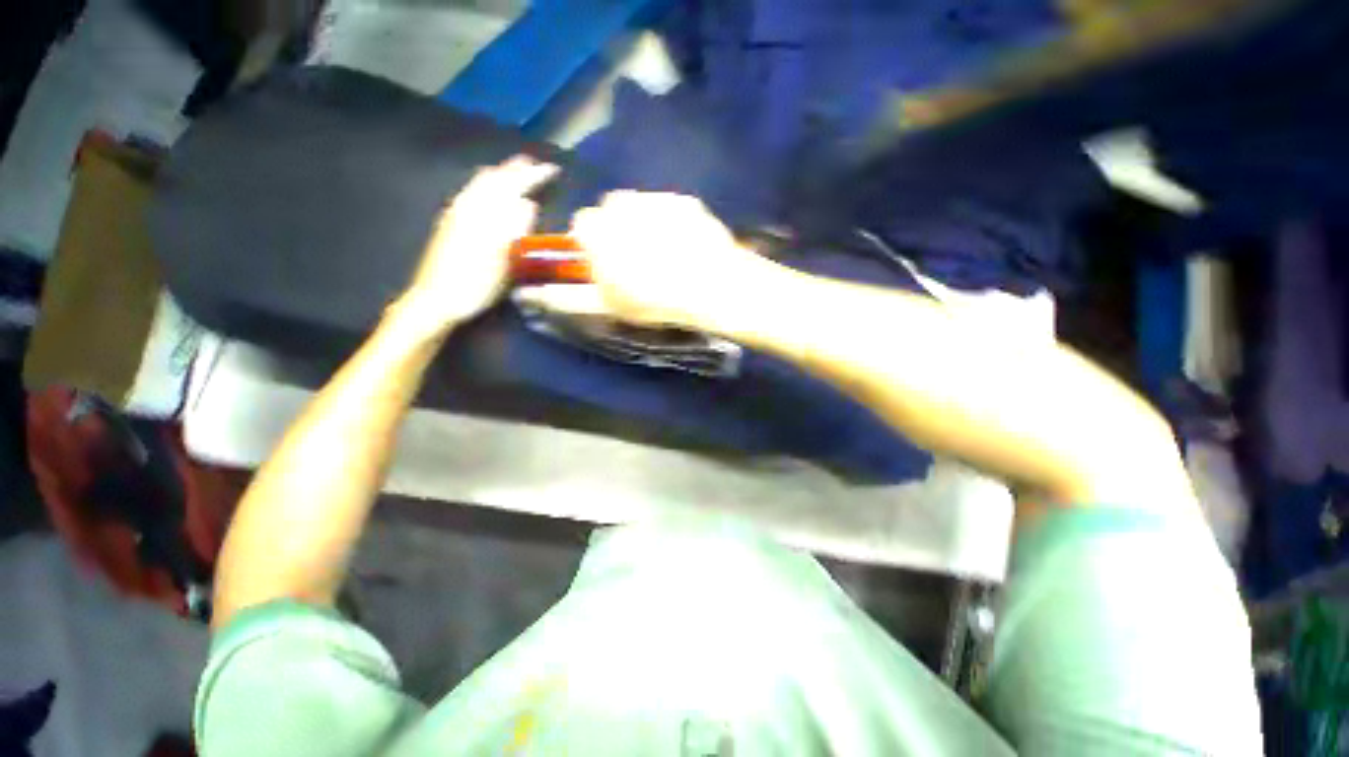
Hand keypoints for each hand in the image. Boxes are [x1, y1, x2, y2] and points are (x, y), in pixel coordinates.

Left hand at [398, 157, 557, 332]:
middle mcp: (467, 207)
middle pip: (492, 179)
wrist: (436, 299)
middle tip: (532, 165)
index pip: (510, 185)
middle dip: (514, 170)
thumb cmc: (473, 282)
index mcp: (482, 213)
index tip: (552, 170)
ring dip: (499, 176)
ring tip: (511, 172)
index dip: (532, 176)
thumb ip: (513, 228)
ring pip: (479, 185)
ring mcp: (456, 215)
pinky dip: (485, 187)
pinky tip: (485, 195)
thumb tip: (528, 203)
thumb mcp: (500, 260)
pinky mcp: (451, 225)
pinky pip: (471, 195)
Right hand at [565, 191, 773, 328]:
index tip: (609, 264)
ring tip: (665, 254)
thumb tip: (534, 294)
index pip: (582, 226)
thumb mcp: (607, 305)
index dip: (594, 245)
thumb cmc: (652, 299)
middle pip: (611, 212)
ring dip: (645, 223)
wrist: (710, 286)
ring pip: (641, 207)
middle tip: (639, 261)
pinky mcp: (685, 200)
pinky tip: (687, 246)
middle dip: (619, 230)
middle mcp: (621, 203)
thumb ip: (568, 297)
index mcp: (596, 228)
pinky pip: (670, 207)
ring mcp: (655, 197)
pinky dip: (673, 222)